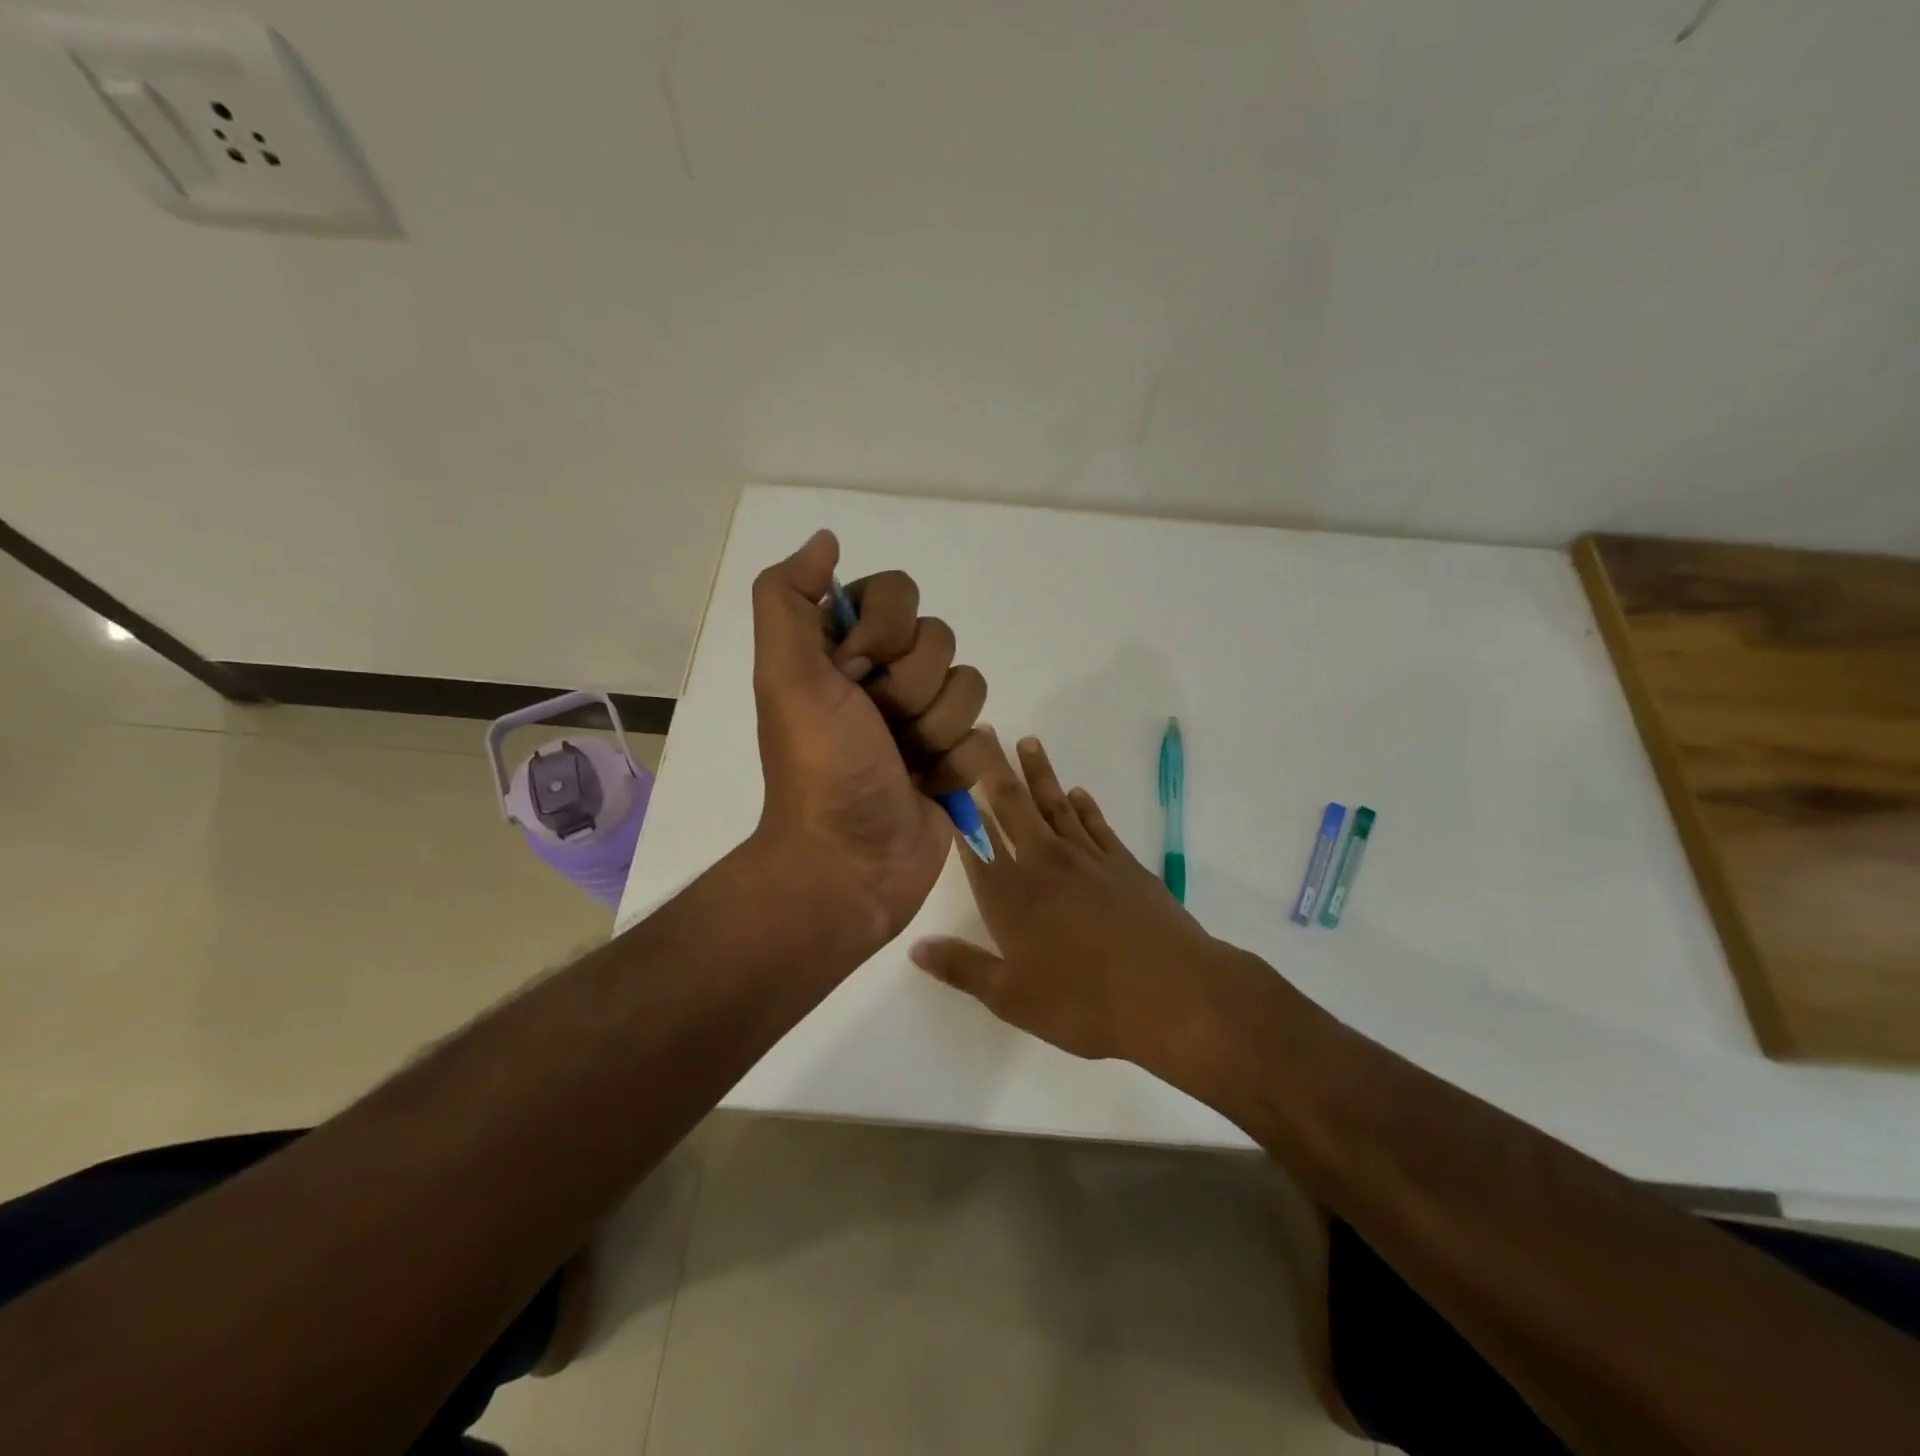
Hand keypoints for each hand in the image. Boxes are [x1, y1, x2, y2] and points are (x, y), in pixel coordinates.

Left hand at [749, 530, 990, 947]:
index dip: (886, 628)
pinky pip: (983, 734)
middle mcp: (882, 677)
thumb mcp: (785, 676)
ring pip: (969, 685)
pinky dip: (955, 764)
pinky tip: (926, 787)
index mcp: (841, 651)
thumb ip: (789, 599)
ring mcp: (920, 719)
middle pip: (939, 638)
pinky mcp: (951, 759)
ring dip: (936, 729)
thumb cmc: (819, 767)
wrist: (849, 864)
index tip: (855, 671)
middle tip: (878, 727)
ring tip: (904, 764)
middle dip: (911, 688)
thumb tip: (827, 540)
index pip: (896, 592)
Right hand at [908, 734, 1248, 1076]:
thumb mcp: (1012, 998)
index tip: (944, 775)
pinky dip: (1085, 805)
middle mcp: (1044, 865)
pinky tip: (1078, 792)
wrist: (1171, 993)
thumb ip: (962, 967)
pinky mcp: (1124, 864)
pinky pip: (1097, 824)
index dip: (959, 808)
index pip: (976, 841)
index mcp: (1011, 895)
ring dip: (1039, 774)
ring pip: (1055, 805)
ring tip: (1028, 742)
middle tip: (983, 732)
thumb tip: (915, 946)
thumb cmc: (1084, 1002)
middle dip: (994, 769)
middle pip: (1013, 807)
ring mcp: (1087, 859)